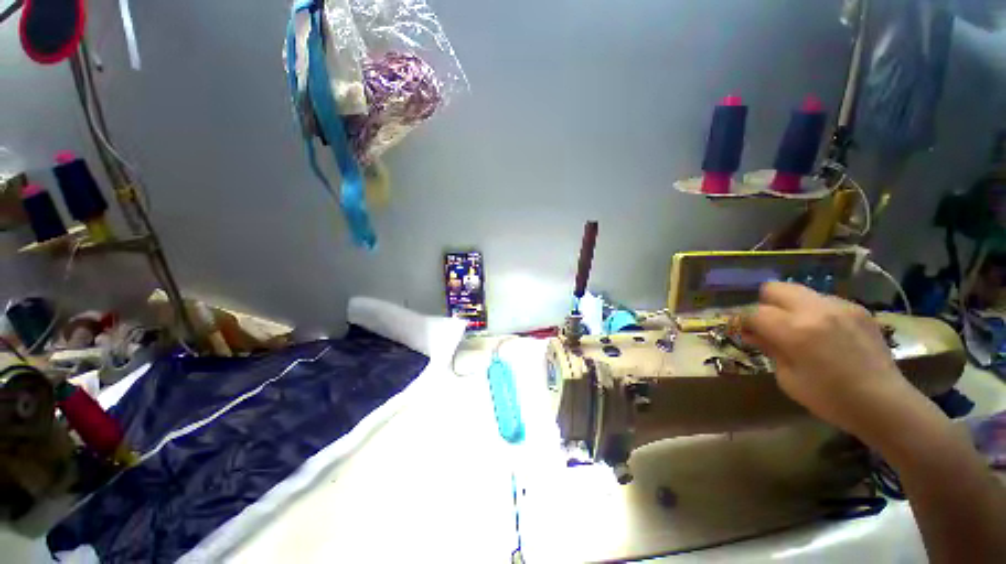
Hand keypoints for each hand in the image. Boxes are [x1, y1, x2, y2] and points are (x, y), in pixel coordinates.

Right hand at [739, 282, 913, 436]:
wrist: (885, 403)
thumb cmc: (829, 398)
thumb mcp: (787, 378)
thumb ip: (768, 348)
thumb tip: (751, 332)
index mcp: (795, 330)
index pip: (753, 312)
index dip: (742, 321)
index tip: (742, 331)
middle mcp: (815, 310)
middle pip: (774, 288)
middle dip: (764, 303)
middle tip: (768, 324)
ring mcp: (840, 305)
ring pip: (798, 290)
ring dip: (789, 306)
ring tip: (797, 328)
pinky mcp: (857, 308)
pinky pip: (823, 300)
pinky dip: (814, 311)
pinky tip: (824, 332)